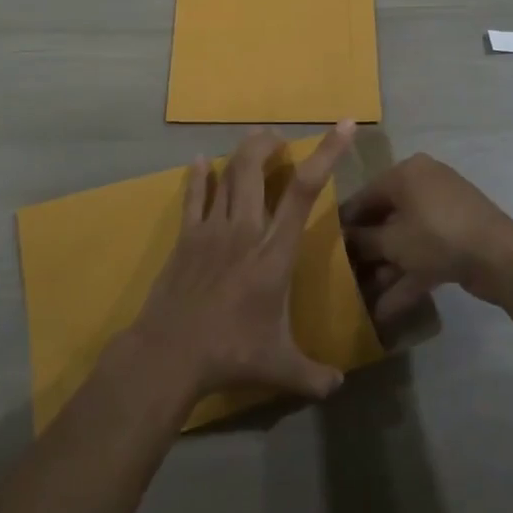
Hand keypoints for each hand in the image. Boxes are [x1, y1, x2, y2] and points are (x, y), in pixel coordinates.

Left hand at [126, 123, 355, 402]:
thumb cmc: (230, 355)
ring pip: (228, 175)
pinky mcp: (186, 237)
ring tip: (255, 141)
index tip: (343, 126)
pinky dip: (200, 176)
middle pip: (256, 168)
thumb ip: (313, 374)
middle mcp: (245, 230)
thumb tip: (340, 386)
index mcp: (274, 253)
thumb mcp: (280, 368)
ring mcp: (211, 230)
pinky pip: (194, 196)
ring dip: (243, 153)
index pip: (304, 192)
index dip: (326, 154)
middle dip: (269, 143)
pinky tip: (202, 161)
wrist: (169, 354)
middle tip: (280, 138)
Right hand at [341, 153, 512, 322]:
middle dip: (367, 250)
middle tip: (344, 274)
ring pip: (405, 240)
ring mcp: (442, 212)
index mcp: (406, 173)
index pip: (365, 195)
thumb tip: (344, 240)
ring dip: (386, 269)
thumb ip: (364, 240)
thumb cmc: (437, 235)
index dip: (346, 222)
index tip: (326, 244)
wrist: (500, 257)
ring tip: (362, 298)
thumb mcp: (393, 241)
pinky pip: (423, 253)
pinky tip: (385, 310)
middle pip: (386, 218)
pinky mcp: (456, 238)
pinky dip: (407, 277)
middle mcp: (423, 185)